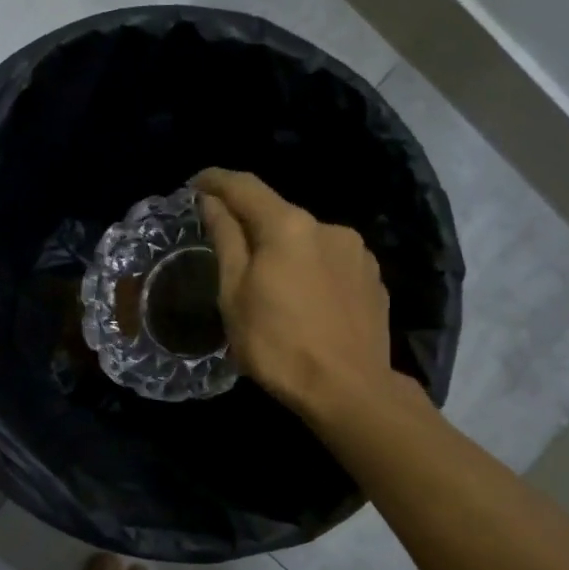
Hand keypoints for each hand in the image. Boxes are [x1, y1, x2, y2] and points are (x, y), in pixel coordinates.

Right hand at [194, 168, 404, 423]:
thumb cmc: (278, 344)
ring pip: (307, 240)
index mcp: (288, 226)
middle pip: (278, 214)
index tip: (195, 184)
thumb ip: (225, 240)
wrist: (350, 389)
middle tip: (226, 249)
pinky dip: (310, 269)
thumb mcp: (234, 294)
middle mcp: (327, 226)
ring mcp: (357, 252)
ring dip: (284, 250)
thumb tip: (212, 202)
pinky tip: (304, 300)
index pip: (245, 186)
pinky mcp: (373, 278)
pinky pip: (330, 262)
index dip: (216, 180)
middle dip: (250, 224)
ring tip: (269, 285)